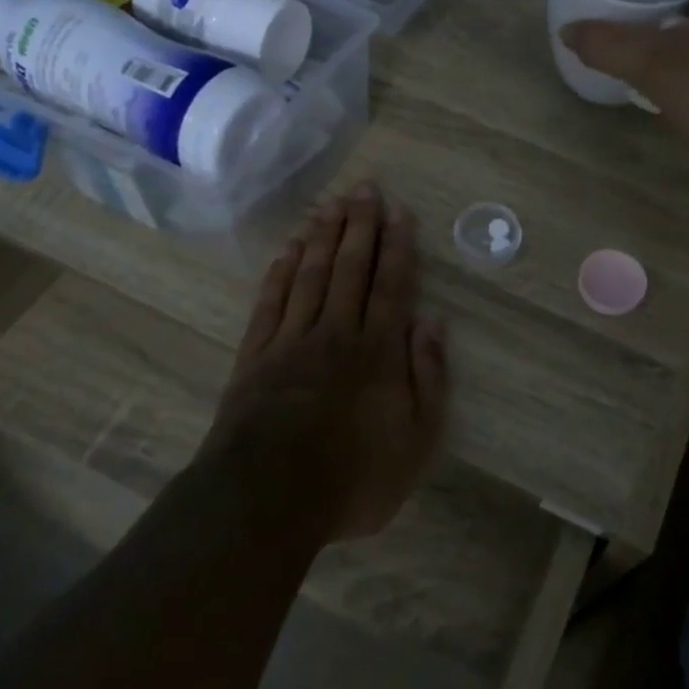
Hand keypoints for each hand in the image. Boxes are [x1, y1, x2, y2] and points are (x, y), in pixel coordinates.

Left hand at [210, 182, 446, 541]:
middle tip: (365, 188)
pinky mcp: (255, 356)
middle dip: (360, 225)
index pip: (391, 285)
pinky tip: (289, 250)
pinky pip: (270, 302)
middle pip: (350, 268)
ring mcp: (291, 341)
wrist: (266, 501)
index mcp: (377, 350)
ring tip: (332, 204)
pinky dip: (280, 272)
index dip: (397, 246)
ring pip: (310, 275)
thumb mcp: (416, 440)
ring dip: (323, 237)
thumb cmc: (353, 477)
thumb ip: (428, 377)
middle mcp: (336, 332)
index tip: (399, 211)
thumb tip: (433, 322)